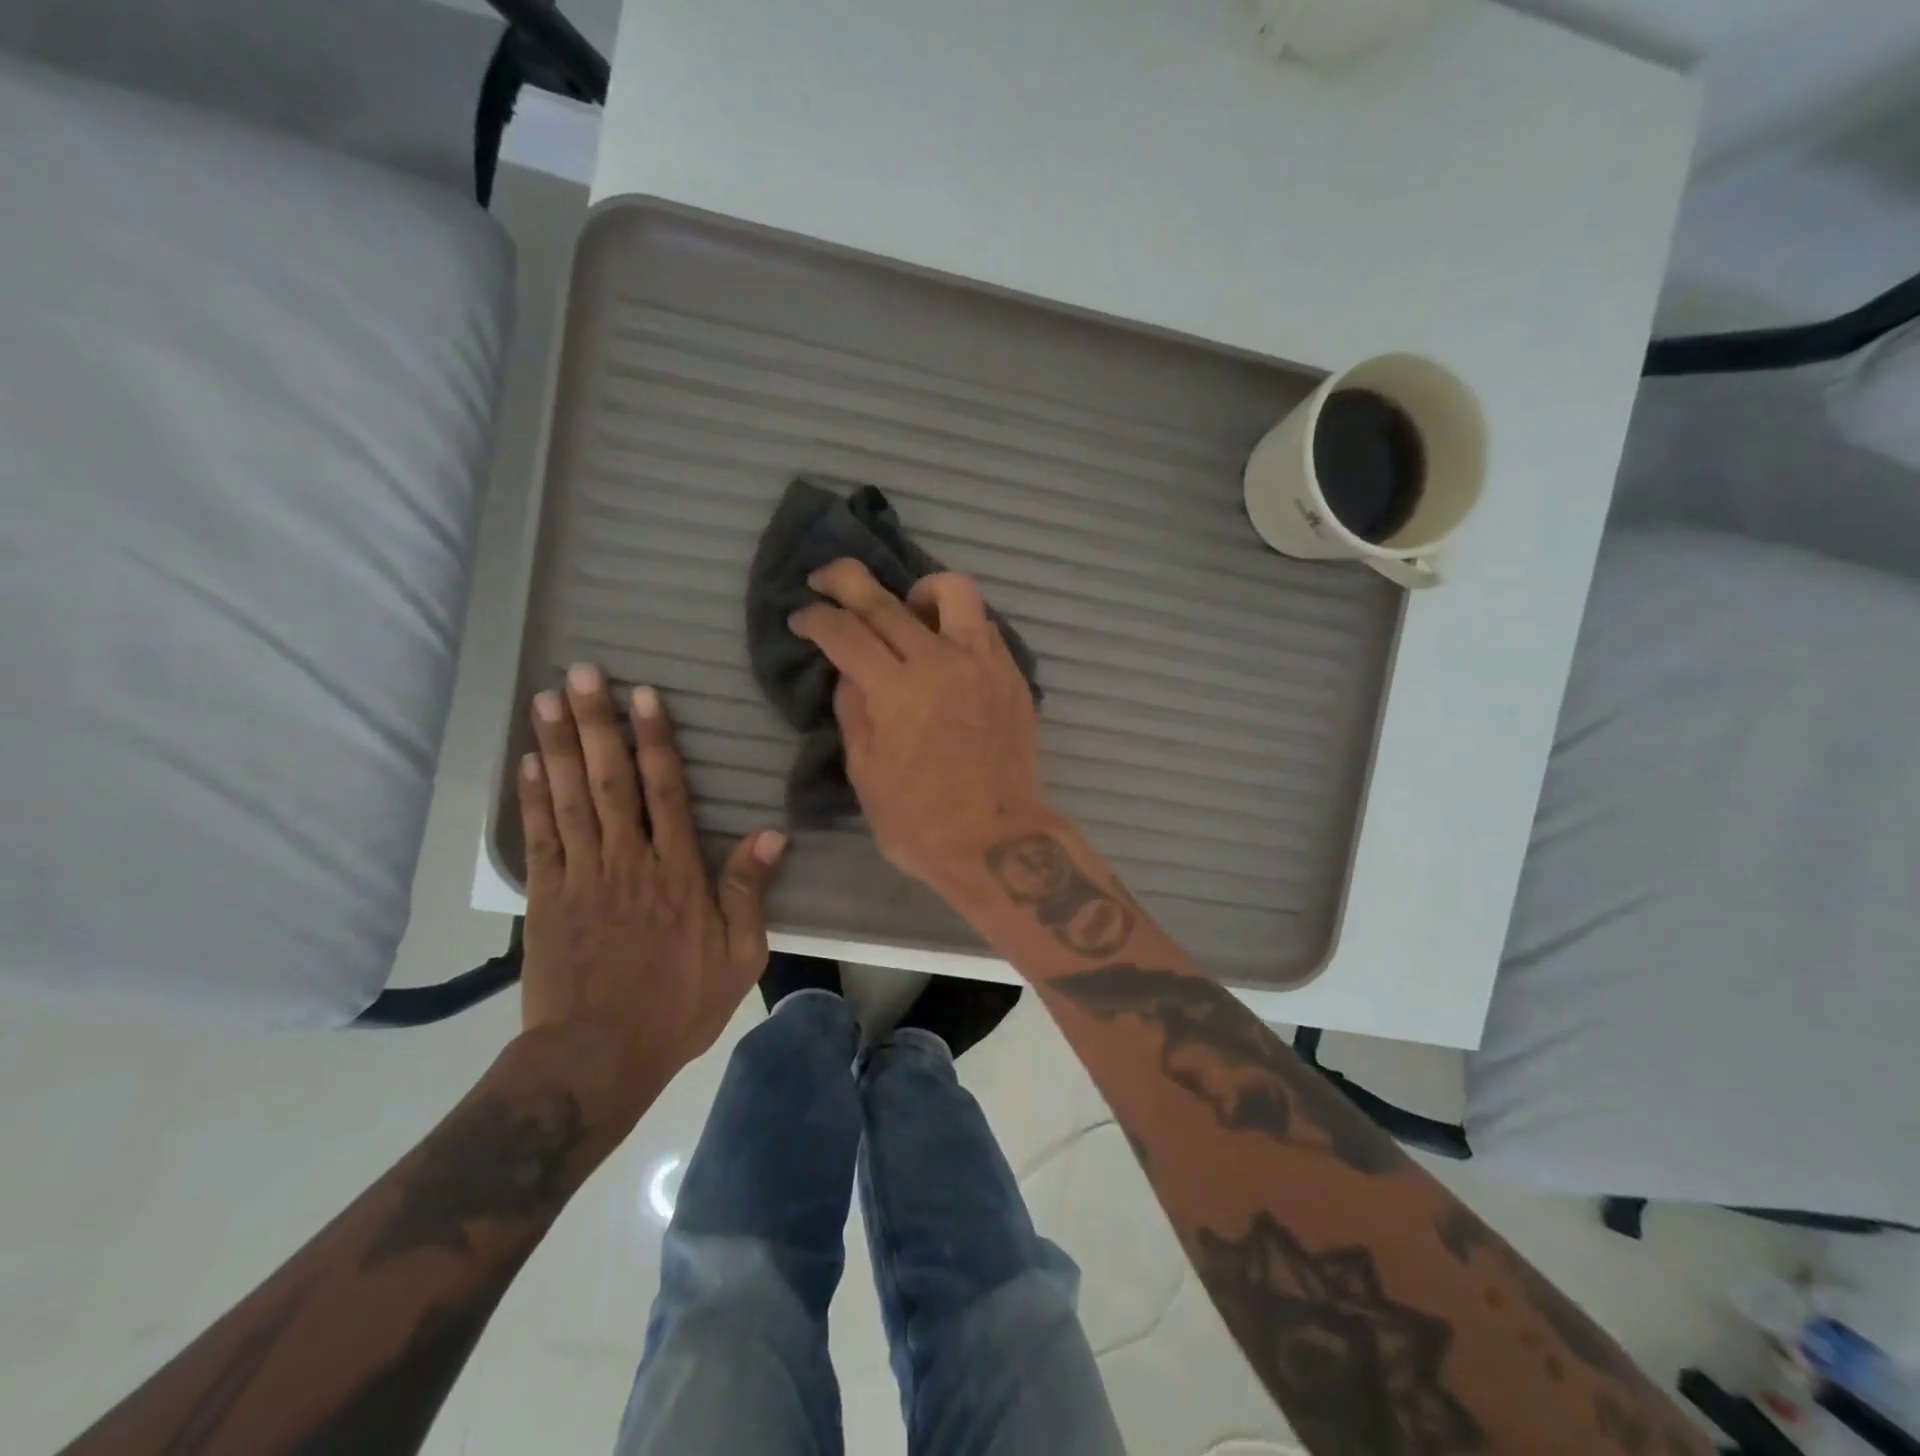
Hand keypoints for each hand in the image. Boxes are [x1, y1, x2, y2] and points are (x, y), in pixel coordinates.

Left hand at [517, 665, 787, 1128]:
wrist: (598, 1056)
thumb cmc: (678, 1005)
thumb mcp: (738, 954)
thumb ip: (748, 890)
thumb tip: (773, 834)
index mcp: (677, 871)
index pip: (665, 791)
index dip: (655, 740)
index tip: (643, 696)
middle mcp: (627, 860)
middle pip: (610, 781)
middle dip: (597, 724)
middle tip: (582, 674)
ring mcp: (581, 875)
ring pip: (569, 798)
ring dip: (557, 745)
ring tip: (547, 698)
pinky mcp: (546, 897)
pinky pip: (540, 836)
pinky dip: (531, 796)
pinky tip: (528, 761)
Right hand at [791, 558, 1055, 894]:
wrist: (997, 841)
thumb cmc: (919, 821)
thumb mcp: (865, 773)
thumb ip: (854, 711)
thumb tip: (851, 673)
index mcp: (896, 691)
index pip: (844, 632)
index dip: (815, 618)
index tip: (801, 617)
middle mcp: (940, 662)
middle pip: (886, 600)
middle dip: (846, 581)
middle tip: (826, 580)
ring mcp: (983, 664)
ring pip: (954, 592)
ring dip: (919, 591)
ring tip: (907, 610)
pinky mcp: (1012, 675)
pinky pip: (983, 627)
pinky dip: (956, 625)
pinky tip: (945, 650)